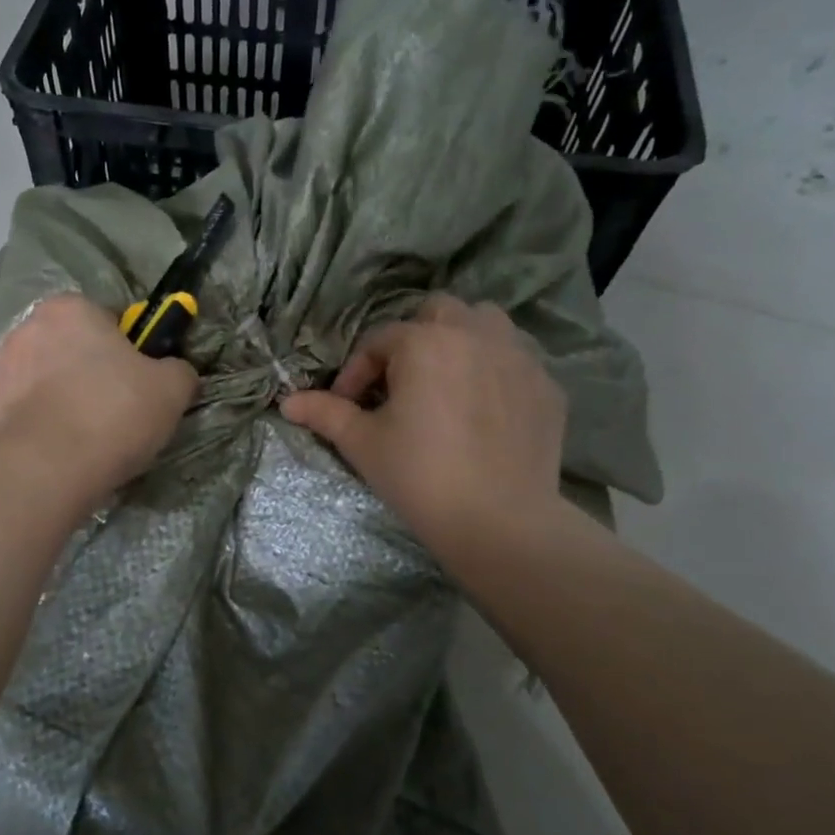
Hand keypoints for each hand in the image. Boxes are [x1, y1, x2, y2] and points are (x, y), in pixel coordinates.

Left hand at [0, 293, 196, 505]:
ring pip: (46, 382)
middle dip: (92, 375)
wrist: (44, 469)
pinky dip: (40, 429)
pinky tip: (58, 455)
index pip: (109, 320)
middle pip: (73, 350)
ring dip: (64, 401)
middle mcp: (27, 329)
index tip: (139, 384)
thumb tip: (175, 372)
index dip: (129, 351)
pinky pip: (23, 414)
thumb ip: (178, 370)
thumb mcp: (171, 389)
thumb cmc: (112, 414)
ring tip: (87, 441)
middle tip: (117, 414)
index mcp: (70, 309)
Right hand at [279, 295, 567, 555]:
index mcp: (425, 342)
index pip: (378, 341)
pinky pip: (517, 360)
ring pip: (487, 323)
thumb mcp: (363, 443)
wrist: (498, 521)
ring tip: (447, 381)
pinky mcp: (547, 386)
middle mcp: (475, 335)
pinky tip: (485, 409)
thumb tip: (287, 402)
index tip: (348, 407)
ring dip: (462, 340)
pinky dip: (496, 371)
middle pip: (438, 312)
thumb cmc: (419, 476)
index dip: (355, 372)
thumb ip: (325, 413)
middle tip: (401, 383)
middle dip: (413, 340)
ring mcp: (519, 357)